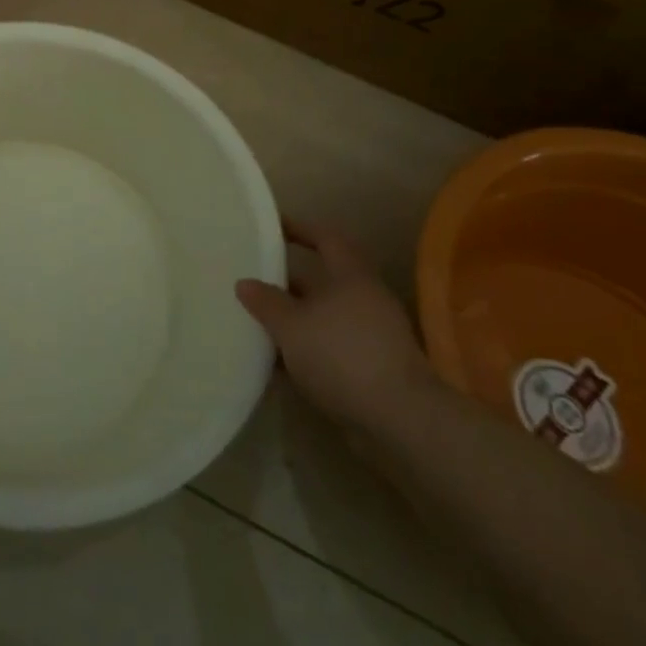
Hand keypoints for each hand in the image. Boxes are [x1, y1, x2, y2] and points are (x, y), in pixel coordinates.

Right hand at [235, 220, 437, 431]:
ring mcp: (374, 335)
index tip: (273, 226)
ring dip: (297, 318)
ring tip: (261, 322)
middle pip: (324, 279)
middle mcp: (366, 298)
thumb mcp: (291, 326)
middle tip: (257, 278)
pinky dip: (308, 350)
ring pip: (326, 316)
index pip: (325, 238)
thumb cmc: (342, 355)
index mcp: (350, 275)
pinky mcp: (375, 368)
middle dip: (290, 280)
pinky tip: (281, 363)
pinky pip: (333, 347)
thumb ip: (266, 302)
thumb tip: (244, 282)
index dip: (299, 228)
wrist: (400, 419)